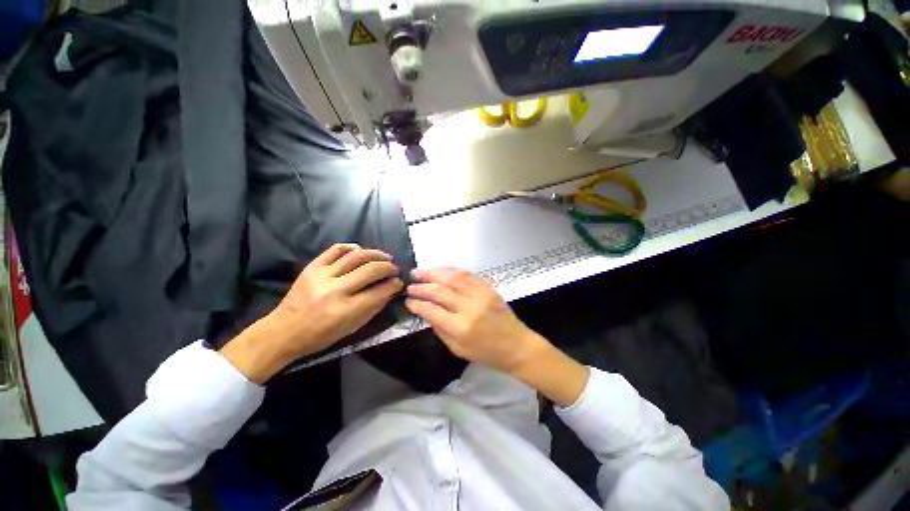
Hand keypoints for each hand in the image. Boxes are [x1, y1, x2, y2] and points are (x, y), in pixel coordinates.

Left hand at [221, 244, 402, 382]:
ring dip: (376, 254)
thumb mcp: (352, 328)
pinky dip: (352, 247)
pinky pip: (336, 249)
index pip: (379, 291)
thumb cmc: (321, 335)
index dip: (393, 285)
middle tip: (395, 268)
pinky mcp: (312, 266)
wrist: (284, 330)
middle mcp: (335, 290)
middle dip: (388, 267)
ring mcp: (322, 275)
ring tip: (385, 257)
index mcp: (345, 310)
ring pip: (356, 256)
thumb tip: (391, 289)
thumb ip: (374, 307)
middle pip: (371, 270)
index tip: (399, 282)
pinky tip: (361, 250)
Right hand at [404, 268, 546, 373]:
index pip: (432, 310)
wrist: (517, 345)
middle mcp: (470, 307)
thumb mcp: (458, 350)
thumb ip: (440, 330)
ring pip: (453, 277)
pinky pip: (467, 274)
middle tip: (411, 284)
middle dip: (422, 286)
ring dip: (434, 272)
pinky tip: (441, 270)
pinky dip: (451, 271)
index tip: (408, 300)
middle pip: (440, 291)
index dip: (417, 304)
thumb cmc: (487, 353)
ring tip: (420, 272)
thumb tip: (426, 312)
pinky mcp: (488, 287)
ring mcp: (481, 294)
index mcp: (461, 328)